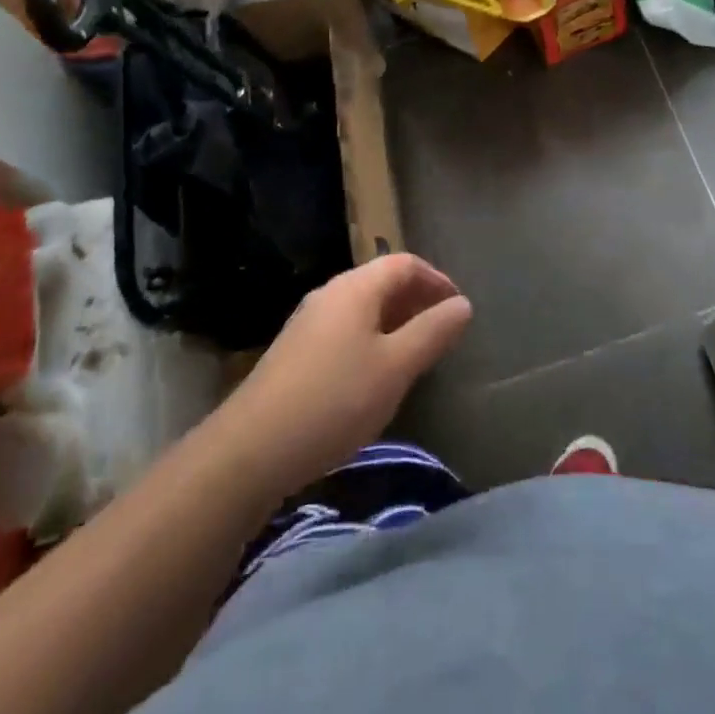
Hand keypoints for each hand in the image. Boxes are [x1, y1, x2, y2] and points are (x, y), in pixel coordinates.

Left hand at [210, 255, 472, 500]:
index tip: (458, 308)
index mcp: (356, 288)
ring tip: (415, 354)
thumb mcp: (395, 367)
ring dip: (394, 322)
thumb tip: (463, 304)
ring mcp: (308, 322)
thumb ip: (432, 332)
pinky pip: (345, 330)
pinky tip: (375, 376)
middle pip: (381, 281)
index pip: (404, 263)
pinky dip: (371, 339)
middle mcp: (330, 294)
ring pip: (362, 308)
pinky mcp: (295, 352)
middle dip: (416, 300)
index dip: (436, 279)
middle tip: (442, 331)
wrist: (251, 449)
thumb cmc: (335, 399)